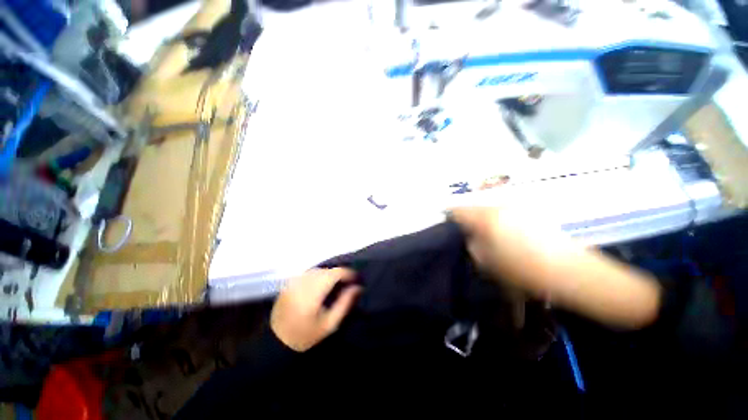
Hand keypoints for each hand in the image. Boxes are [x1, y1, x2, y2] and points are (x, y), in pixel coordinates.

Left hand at [271, 268, 360, 351]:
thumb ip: (345, 303)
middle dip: (339, 274)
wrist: (275, 343)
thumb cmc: (305, 336)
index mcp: (313, 293)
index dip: (348, 273)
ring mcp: (294, 281)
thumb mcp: (330, 324)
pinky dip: (318, 275)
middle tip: (347, 283)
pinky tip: (321, 284)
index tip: (356, 279)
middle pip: (326, 270)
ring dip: (328, 274)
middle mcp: (303, 282)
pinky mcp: (289, 283)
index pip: (335, 273)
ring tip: (336, 284)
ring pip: (317, 269)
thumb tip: (358, 287)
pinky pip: (308, 273)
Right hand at [450, 206, 569, 294]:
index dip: (449, 216)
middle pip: (474, 207)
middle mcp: (500, 206)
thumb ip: (471, 244)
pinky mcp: (530, 211)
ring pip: (489, 208)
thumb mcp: (487, 262)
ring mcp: (517, 207)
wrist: (569, 271)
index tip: (447, 225)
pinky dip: (497, 219)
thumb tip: (468, 235)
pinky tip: (504, 234)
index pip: (458, 210)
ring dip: (483, 218)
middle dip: (467, 218)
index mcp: (487, 217)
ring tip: (485, 234)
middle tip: (466, 232)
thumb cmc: (523, 269)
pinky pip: (504, 211)